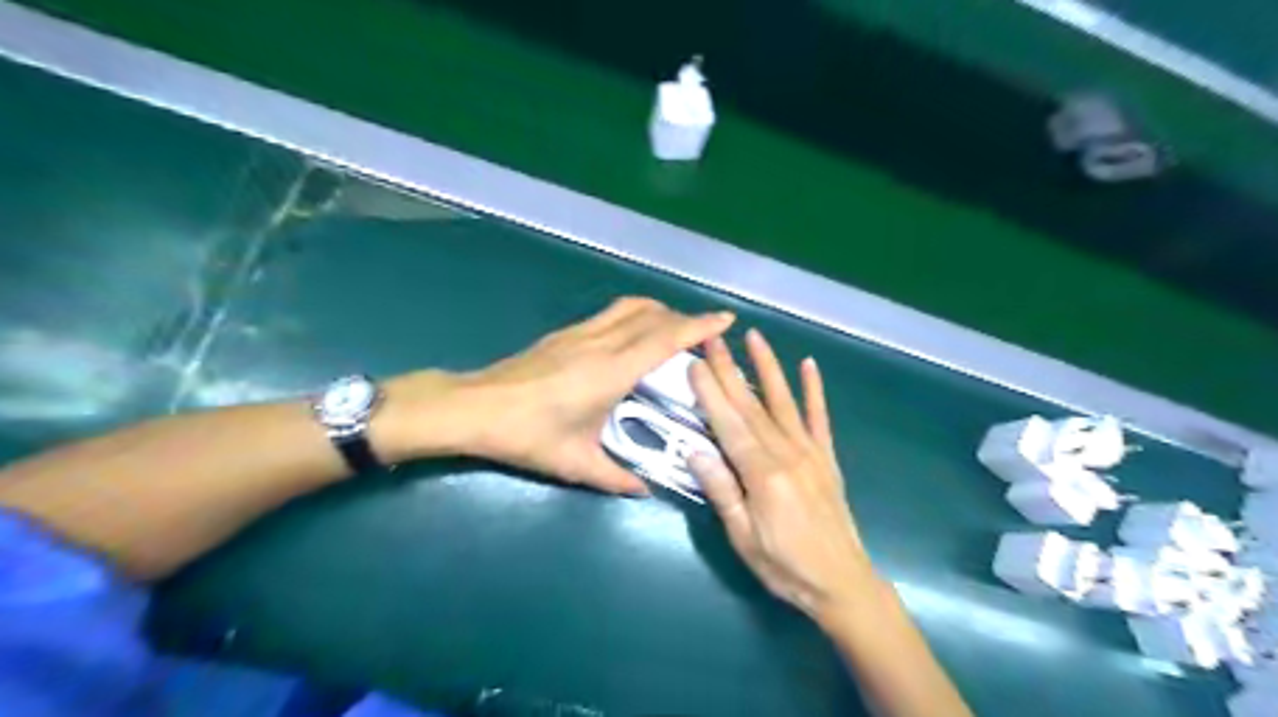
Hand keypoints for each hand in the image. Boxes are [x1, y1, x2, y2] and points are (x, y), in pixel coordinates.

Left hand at [438, 297, 727, 491]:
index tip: (725, 319)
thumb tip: (645, 490)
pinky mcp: (564, 334)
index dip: (698, 326)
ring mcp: (580, 333)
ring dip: (658, 312)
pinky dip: (635, 316)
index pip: (665, 338)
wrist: (473, 408)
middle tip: (704, 334)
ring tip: (674, 330)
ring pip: (630, 308)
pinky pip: (611, 314)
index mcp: (611, 370)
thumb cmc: (527, 435)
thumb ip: (616, 478)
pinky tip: (633, 338)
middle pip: (652, 315)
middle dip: (684, 318)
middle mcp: (600, 342)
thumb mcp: (576, 463)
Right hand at [689, 331, 878, 621]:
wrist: (842, 583)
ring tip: (754, 337)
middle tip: (713, 338)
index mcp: (762, 475)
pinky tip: (809, 365)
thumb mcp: (743, 538)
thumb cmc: (785, 566)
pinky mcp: (827, 458)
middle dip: (729, 369)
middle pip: (751, 406)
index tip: (694, 362)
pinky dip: (814, 390)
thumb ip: (722, 491)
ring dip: (768, 367)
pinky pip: (819, 418)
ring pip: (783, 401)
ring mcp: (810, 452)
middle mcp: (787, 454)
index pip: (729, 424)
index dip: (710, 392)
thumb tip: (694, 450)